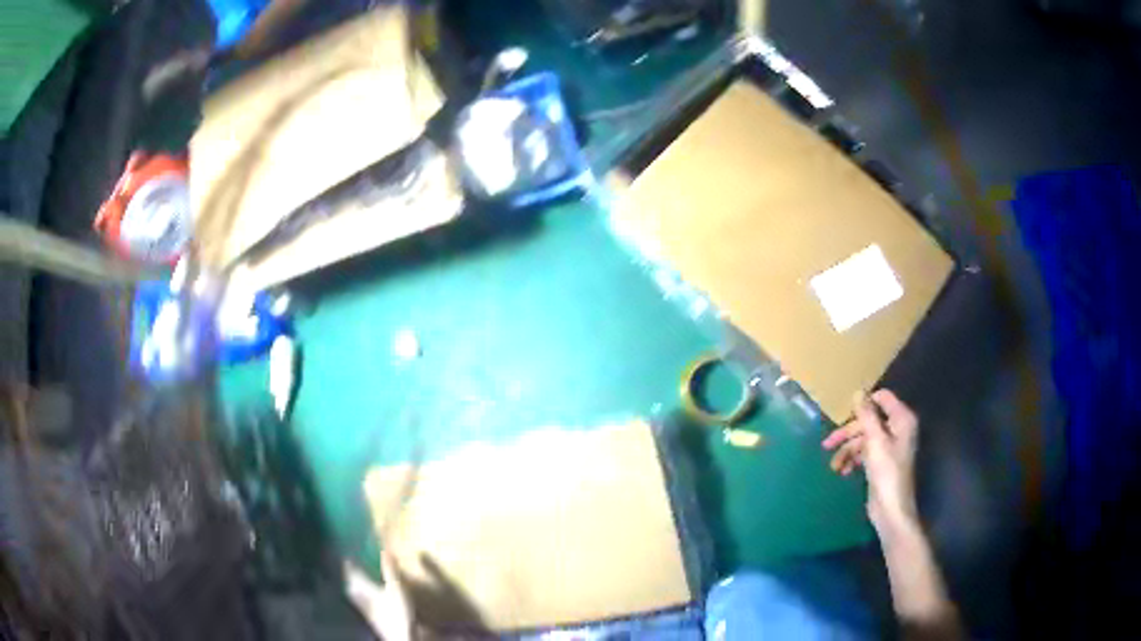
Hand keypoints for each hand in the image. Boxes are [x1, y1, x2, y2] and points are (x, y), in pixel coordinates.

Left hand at [345, 553, 418, 640]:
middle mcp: (361, 598)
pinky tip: (370, 599)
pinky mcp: (372, 619)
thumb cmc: (397, 612)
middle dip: (351, 576)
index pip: (352, 573)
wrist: (399, 637)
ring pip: (356, 595)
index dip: (350, 564)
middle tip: (352, 567)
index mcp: (364, 588)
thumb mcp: (396, 589)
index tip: (348, 555)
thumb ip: (390, 571)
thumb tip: (384, 550)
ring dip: (356, 587)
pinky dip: (364, 598)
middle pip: (351, 585)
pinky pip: (363, 604)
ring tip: (358, 581)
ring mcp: (366, 610)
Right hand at [822, 389, 919, 535]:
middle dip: (848, 433)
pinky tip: (843, 471)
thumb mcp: (875, 441)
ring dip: (847, 450)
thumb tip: (858, 392)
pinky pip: (865, 453)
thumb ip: (866, 415)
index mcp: (901, 419)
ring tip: (834, 466)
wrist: (891, 509)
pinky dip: (853, 460)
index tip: (843, 414)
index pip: (882, 398)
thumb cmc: (887, 472)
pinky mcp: (881, 462)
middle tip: (827, 444)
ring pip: (864, 439)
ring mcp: (890, 446)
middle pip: (869, 420)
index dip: (864, 404)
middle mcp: (897, 429)